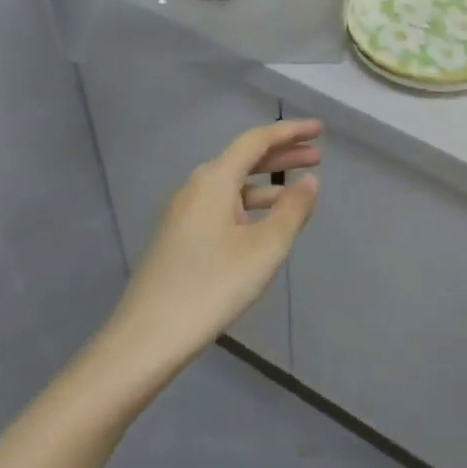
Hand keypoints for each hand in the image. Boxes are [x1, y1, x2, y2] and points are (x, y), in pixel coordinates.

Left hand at [98, 119, 321, 385]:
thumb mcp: (265, 247)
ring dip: (268, 183)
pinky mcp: (179, 236)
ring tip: (300, 193)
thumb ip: (293, 209)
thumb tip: (310, 180)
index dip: (290, 132)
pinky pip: (222, 205)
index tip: (319, 130)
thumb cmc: (213, 286)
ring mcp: (184, 213)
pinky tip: (265, 224)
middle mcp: (196, 187)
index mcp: (214, 180)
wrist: (148, 337)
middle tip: (317, 156)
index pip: (256, 140)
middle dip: (282, 155)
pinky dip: (250, 203)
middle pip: (243, 159)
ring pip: (233, 185)